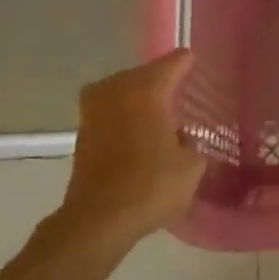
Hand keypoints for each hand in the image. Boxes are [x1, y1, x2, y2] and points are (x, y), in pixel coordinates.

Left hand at [30, 52, 206, 258]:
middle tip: (178, 84)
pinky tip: (138, 130)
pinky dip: (122, 115)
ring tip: (156, 107)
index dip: (185, 62)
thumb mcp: (191, 166)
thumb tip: (184, 140)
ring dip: (136, 95)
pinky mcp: (83, 135)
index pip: (171, 64)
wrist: (99, 220)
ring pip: (120, 90)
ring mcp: (95, 112)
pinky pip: (108, 112)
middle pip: (142, 73)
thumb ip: (193, 145)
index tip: (194, 60)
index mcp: (147, 91)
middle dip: (159, 77)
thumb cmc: (151, 186)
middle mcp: (117, 92)